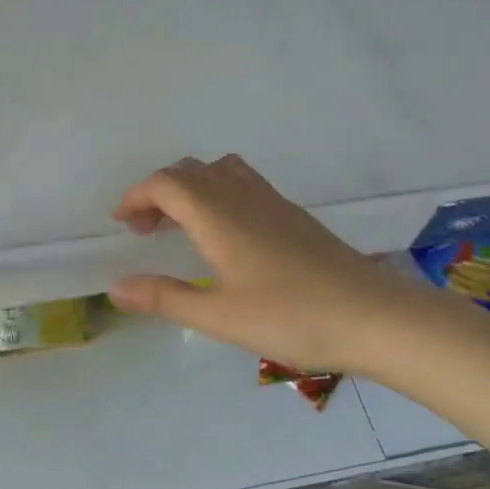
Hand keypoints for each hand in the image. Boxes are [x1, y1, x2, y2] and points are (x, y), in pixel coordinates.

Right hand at [108, 155, 416, 373]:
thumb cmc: (291, 317)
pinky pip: (242, 184)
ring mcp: (272, 202)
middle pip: (190, 171)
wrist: (373, 316)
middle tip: (145, 231)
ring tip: (180, 226)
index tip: (121, 223)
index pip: (166, 184)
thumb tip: (116, 287)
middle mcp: (243, 197)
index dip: (136, 196)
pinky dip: (217, 194)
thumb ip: (165, 298)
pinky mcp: (293, 215)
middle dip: (158, 192)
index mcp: (219, 216)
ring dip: (190, 189)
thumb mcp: (219, 316)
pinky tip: (225, 235)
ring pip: (219, 172)